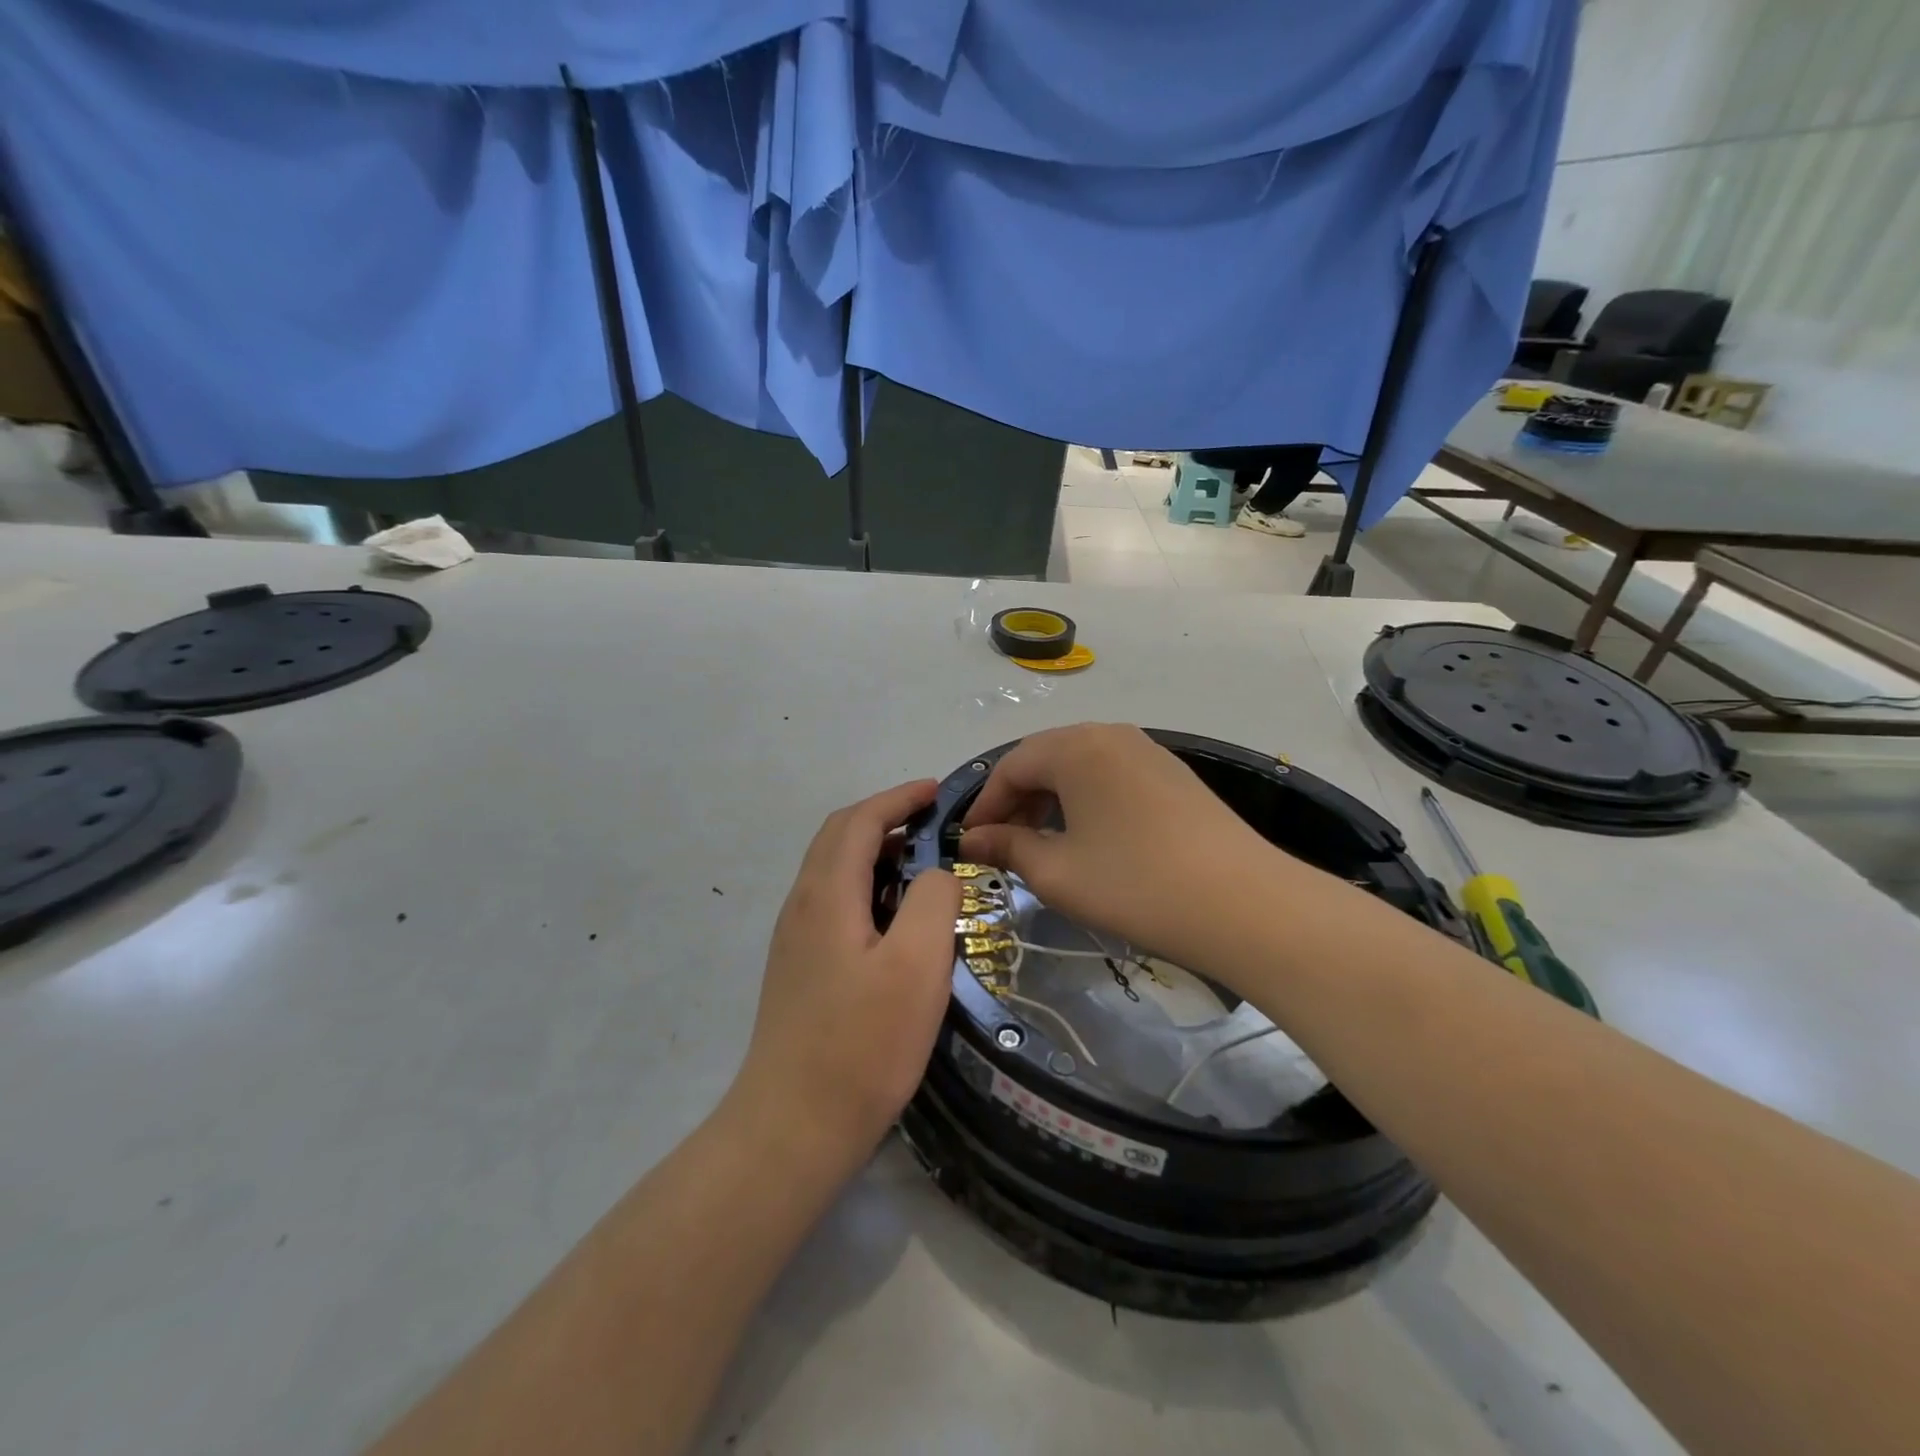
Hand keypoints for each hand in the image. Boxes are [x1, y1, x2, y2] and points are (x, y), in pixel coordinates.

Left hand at [733, 781, 961, 1164]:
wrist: (792, 1126)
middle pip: (839, 837)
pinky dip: (866, 885)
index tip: (938, 792)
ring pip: (834, 870)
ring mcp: (795, 938)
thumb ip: (933, 901)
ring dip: (876, 851)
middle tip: (934, 823)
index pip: (859, 821)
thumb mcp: (917, 966)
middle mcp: (802, 905)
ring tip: (923, 865)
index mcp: (827, 894)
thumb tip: (937, 873)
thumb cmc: (862, 1044)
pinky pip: (833, 901)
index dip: (899, 798)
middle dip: (885, 817)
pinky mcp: (798, 967)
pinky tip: (894, 917)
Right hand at [959, 723, 1278, 964]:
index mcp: (1075, 747)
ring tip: (1044, 844)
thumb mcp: (1057, 872)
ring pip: (1081, 766)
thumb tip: (973, 840)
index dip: (985, 806)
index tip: (970, 844)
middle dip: (1017, 801)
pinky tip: (1091, 838)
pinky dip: (1087, 800)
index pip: (1011, 767)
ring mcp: (1148, 751)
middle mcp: (1110, 734)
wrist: (1244, 904)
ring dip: (1052, 800)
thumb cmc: (1134, 885)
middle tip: (1004, 846)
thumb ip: (1008, 848)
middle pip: (1046, 759)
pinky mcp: (1174, 774)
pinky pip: (1113, 776)